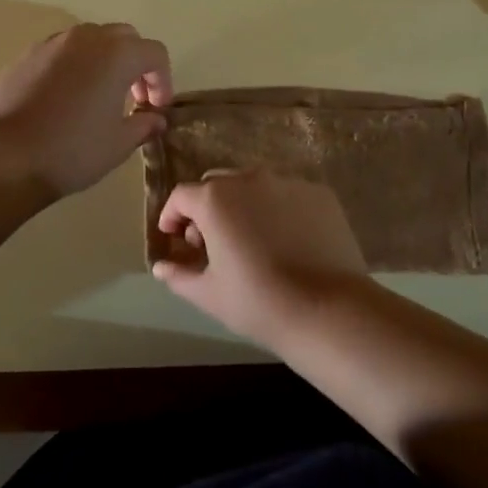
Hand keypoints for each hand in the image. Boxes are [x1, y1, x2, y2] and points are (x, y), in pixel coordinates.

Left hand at [0, 23, 172, 197]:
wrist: (6, 157)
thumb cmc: (73, 150)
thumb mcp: (119, 144)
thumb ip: (144, 125)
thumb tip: (155, 119)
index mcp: (117, 54)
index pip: (155, 53)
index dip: (163, 80)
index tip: (156, 109)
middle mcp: (86, 38)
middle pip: (124, 37)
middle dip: (136, 63)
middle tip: (134, 97)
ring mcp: (52, 44)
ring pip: (90, 39)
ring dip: (104, 60)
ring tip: (99, 95)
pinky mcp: (26, 56)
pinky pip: (61, 52)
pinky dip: (74, 65)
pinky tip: (66, 98)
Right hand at [152, 171, 369, 346]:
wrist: (327, 309)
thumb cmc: (257, 302)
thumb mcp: (208, 293)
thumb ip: (179, 274)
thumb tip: (160, 266)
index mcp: (216, 199)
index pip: (182, 196)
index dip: (172, 216)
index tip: (175, 239)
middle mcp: (250, 178)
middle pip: (217, 185)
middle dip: (206, 209)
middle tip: (210, 243)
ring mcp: (288, 182)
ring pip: (254, 186)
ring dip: (242, 206)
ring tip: (250, 240)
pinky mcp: (320, 193)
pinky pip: (287, 194)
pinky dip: (277, 209)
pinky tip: (285, 240)